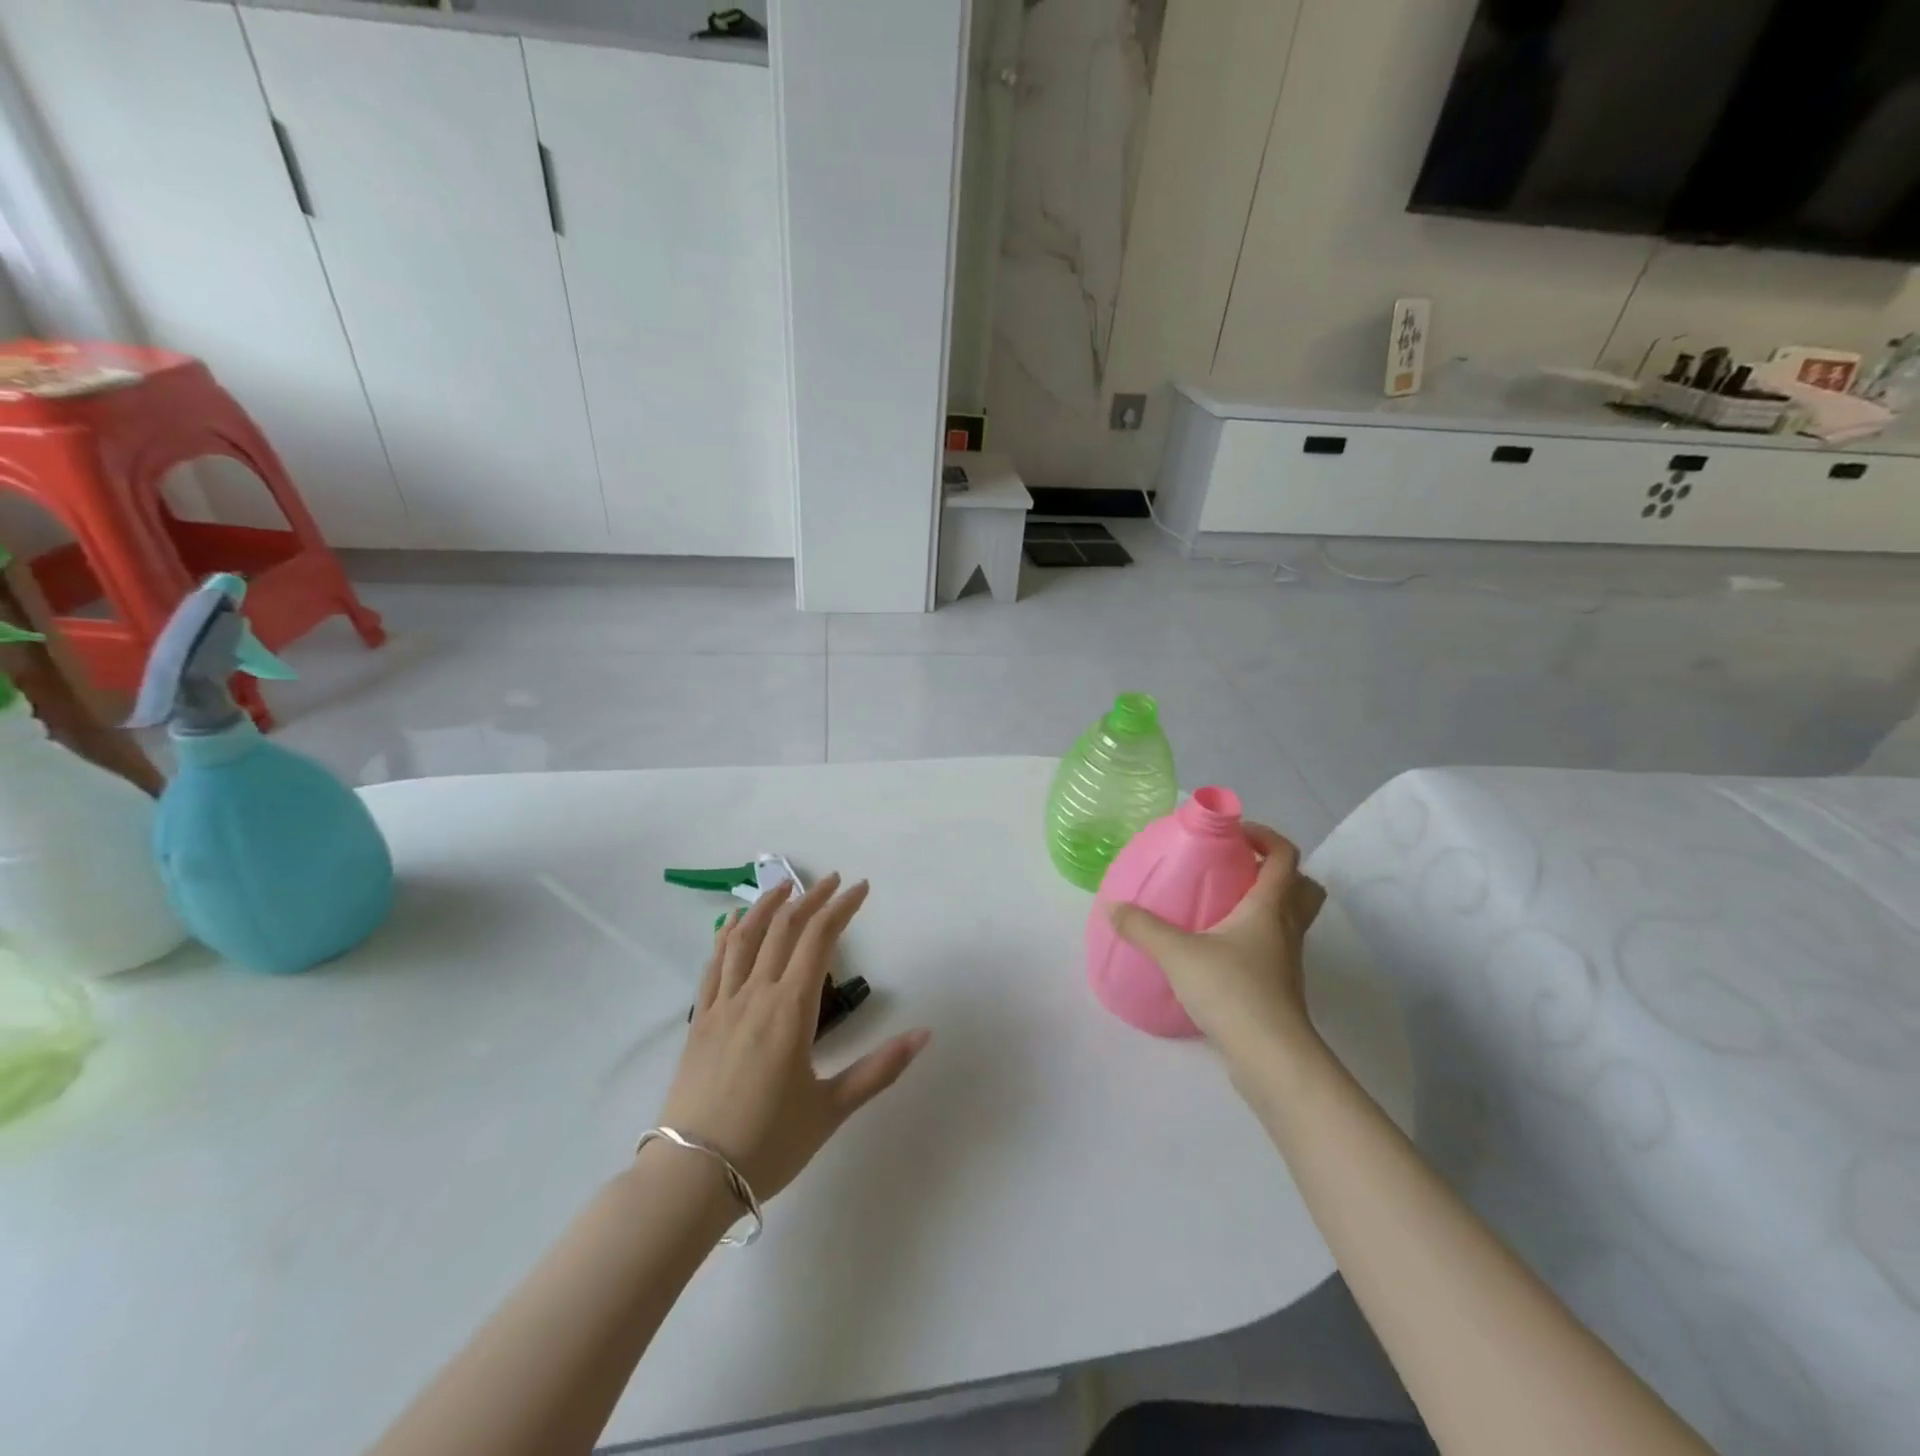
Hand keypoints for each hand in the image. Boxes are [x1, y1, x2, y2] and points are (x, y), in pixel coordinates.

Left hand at [657, 874, 930, 1201]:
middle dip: (811, 899)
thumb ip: (879, 1069)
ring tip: (784, 885)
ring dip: (767, 906)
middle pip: (784, 929)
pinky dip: (727, 936)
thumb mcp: (831, 1109)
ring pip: (744, 939)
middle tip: (833, 881)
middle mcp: (756, 995)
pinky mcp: (699, 1022)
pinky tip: (733, 924)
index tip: (860, 888)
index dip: (841, 908)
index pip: (819, 940)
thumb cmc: (767, 1143)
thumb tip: (924, 1035)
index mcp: (790, 1010)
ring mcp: (722, 1005)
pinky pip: (713, 965)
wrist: (691, 1176)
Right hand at [1106, 824, 1325, 1071]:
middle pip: (1303, 886)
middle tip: (1239, 869)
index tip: (1234, 834)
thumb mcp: (1177, 954)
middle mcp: (1286, 929)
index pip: (1284, 856)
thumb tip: (1113, 907)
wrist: (1271, 1058)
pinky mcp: (1281, 989)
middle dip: (1277, 870)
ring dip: (1269, 904)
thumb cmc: (1232, 991)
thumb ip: (1143, 927)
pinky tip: (1220, 950)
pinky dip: (1257, 938)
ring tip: (1225, 906)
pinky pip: (1277, 948)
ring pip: (1292, 919)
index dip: (1265, 836)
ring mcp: (1288, 961)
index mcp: (1269, 907)